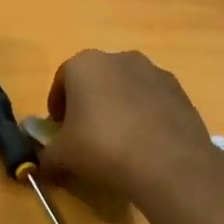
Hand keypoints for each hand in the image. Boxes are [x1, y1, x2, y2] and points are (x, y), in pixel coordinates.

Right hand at [41, 50, 214, 199]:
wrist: (166, 164)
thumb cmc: (102, 149)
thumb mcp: (62, 157)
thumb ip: (47, 157)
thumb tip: (44, 165)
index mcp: (85, 65)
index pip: (62, 81)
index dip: (57, 107)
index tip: (58, 129)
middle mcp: (120, 58)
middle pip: (96, 80)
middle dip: (88, 103)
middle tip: (86, 135)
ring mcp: (154, 72)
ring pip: (126, 88)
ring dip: (118, 107)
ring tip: (118, 141)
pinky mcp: (179, 91)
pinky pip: (152, 101)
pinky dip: (144, 116)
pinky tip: (144, 144)